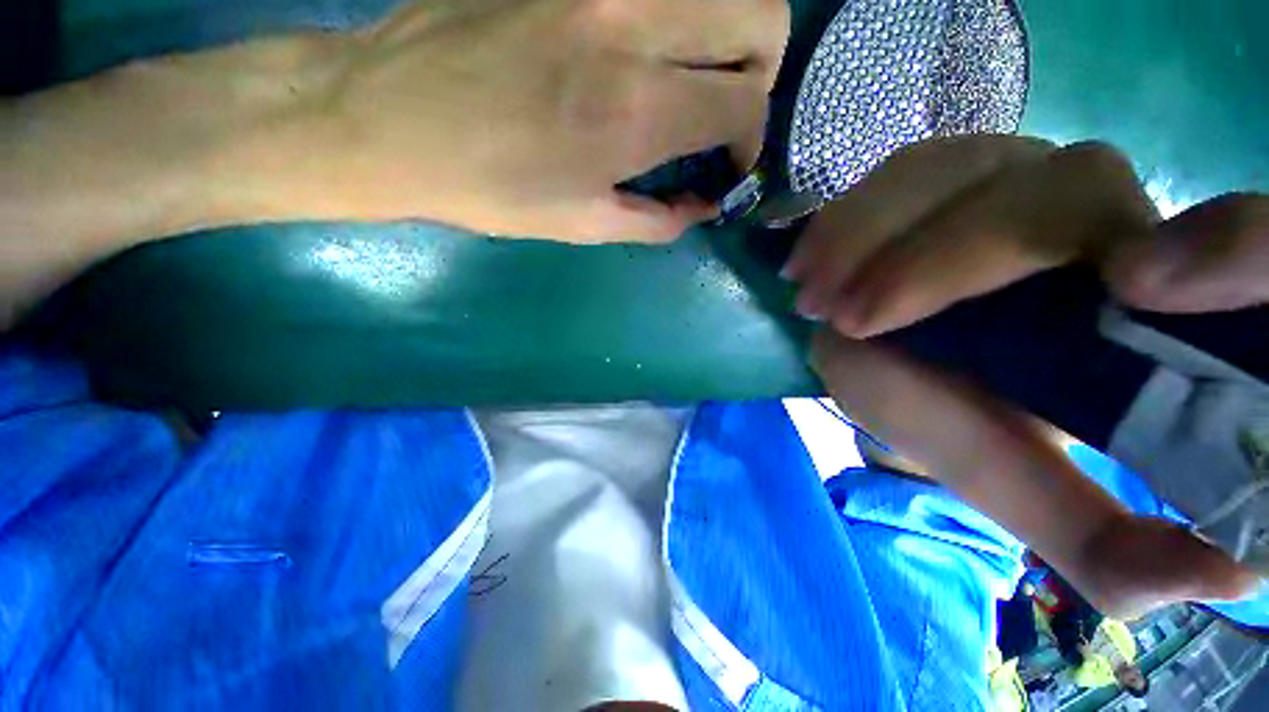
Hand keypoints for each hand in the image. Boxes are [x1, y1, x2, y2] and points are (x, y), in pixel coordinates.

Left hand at [1, 0, 786, 325]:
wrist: (386, 121)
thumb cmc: (484, 188)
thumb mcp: (580, 226)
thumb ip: (655, 219)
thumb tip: (700, 207)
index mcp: (633, 112)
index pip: (747, 109)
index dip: (753, 142)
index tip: (733, 166)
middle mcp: (631, 26)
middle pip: (762, 16)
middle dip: (763, 71)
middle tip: (728, 113)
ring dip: (732, 32)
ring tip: (698, 79)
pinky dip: (681, 17)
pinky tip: (649, 51)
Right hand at [805, 136, 1267, 616]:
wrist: (895, 360)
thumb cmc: (959, 422)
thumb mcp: (1021, 486)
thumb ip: (1105, 545)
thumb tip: (1228, 579)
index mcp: (1150, 301)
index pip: (1234, 242)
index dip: (1227, 248)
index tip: (1131, 288)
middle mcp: (1098, 215)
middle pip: (1065, 190)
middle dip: (946, 261)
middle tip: (849, 320)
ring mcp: (1014, 176)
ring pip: (967, 169)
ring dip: (874, 234)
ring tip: (812, 292)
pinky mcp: (943, 172)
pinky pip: (904, 170)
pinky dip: (850, 214)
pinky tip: (811, 258)